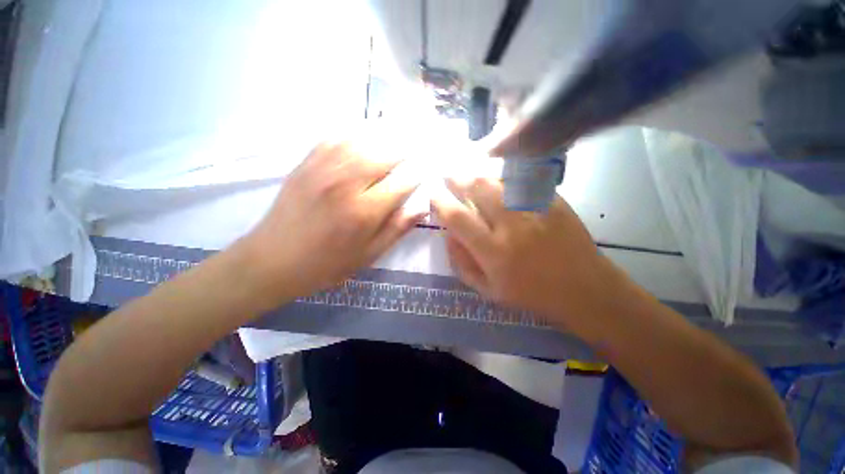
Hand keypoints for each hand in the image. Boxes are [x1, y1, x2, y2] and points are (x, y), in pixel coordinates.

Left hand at [239, 142, 423, 306]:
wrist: (274, 260)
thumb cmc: (328, 263)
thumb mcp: (369, 254)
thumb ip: (397, 229)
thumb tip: (422, 208)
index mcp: (364, 211)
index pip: (402, 182)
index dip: (417, 175)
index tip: (425, 172)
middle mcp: (347, 183)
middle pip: (385, 154)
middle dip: (405, 151)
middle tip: (416, 150)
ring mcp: (324, 169)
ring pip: (363, 140)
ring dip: (385, 137)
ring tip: (398, 136)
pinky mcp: (307, 163)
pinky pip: (336, 138)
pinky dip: (356, 134)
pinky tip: (365, 137)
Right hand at [432, 177, 617, 327]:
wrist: (584, 289)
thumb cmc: (531, 294)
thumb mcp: (487, 290)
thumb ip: (461, 263)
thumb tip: (448, 234)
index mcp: (493, 252)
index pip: (457, 218)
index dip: (440, 202)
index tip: (433, 194)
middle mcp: (512, 226)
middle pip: (478, 188)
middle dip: (457, 177)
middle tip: (448, 175)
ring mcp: (535, 210)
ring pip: (499, 179)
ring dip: (478, 174)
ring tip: (470, 175)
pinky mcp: (553, 201)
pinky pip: (522, 180)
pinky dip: (503, 177)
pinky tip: (497, 180)